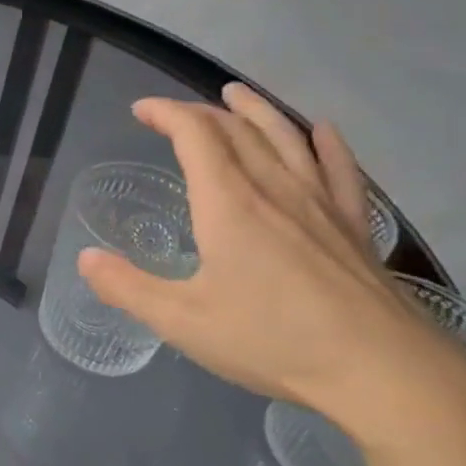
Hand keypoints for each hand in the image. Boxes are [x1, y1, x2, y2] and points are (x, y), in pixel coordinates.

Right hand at [78, 83, 465, 440]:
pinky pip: (340, 169)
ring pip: (286, 138)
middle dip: (201, 112)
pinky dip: (326, 143)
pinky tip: (321, 131)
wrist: (381, 371)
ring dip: (257, 111)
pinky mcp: (353, 225)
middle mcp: (274, 189)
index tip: (141, 110)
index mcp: (228, 203)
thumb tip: (84, 259)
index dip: (166, 113)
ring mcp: (320, 203)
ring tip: (238, 94)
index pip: (194, 135)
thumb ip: (127, 287)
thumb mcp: (182, 321)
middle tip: (176, 113)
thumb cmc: (272, 340)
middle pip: (237, 129)